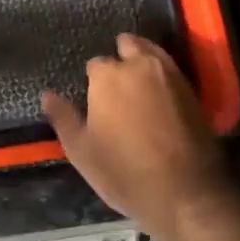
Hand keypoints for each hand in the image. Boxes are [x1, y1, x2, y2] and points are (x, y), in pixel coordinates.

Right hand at [41, 35, 236, 238]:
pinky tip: (159, 96)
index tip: (95, 102)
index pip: (94, 65)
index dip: (93, 83)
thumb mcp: (82, 152)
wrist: (187, 194)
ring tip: (138, 88)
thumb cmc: (126, 173)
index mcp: (108, 76)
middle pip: (126, 46)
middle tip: (117, 89)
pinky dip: (162, 75)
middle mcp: (139, 65)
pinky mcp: (192, 88)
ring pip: (151, 52)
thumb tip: (47, 94)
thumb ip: (63, 118)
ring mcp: (170, 73)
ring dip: (142, 61)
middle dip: (120, 59)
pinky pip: (170, 69)